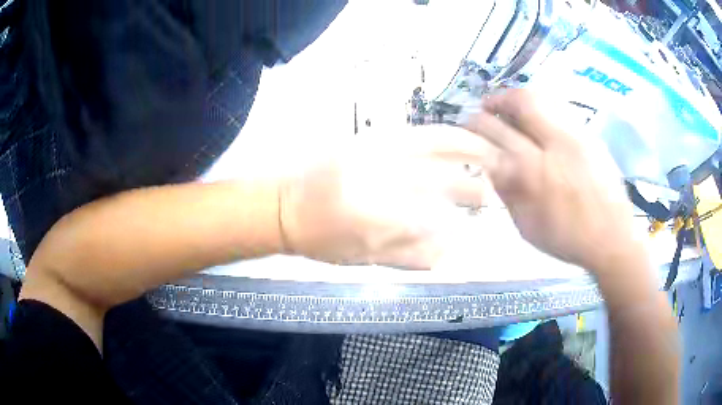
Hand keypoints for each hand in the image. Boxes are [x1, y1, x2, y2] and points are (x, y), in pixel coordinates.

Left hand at [279, 126, 488, 269]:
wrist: (284, 205)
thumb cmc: (321, 238)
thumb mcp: (364, 256)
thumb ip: (409, 255)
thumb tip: (449, 249)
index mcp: (378, 214)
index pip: (435, 212)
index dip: (460, 211)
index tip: (481, 209)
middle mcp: (383, 175)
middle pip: (440, 175)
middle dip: (471, 182)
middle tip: (491, 186)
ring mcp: (377, 150)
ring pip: (434, 143)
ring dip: (466, 147)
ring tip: (487, 152)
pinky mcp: (371, 137)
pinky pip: (416, 133)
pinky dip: (442, 136)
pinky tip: (455, 141)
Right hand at [464, 89, 643, 271]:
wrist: (612, 239)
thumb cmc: (567, 239)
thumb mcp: (527, 226)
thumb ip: (507, 193)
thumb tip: (491, 165)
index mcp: (535, 173)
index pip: (498, 135)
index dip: (477, 125)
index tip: (468, 124)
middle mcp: (556, 145)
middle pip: (521, 103)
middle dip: (497, 99)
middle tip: (486, 106)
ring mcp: (577, 136)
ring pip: (543, 99)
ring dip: (519, 99)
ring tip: (509, 108)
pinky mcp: (590, 137)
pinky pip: (560, 110)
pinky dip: (541, 109)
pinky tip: (538, 123)